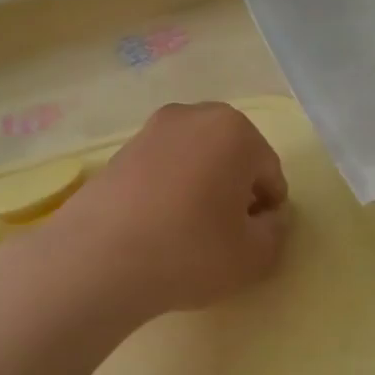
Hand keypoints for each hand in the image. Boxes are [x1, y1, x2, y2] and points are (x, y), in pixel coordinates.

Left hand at [39, 102, 289, 322]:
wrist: (99, 259)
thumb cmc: (190, 251)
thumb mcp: (254, 256)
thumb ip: (276, 232)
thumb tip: (267, 218)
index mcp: (235, 130)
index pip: (269, 172)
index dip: (267, 210)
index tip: (252, 239)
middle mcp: (194, 116)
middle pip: (232, 157)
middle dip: (235, 190)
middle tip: (224, 233)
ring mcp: (152, 129)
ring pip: (196, 160)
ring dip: (202, 187)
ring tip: (188, 231)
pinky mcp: (120, 150)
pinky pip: (163, 168)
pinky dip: (169, 189)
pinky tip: (157, 225)